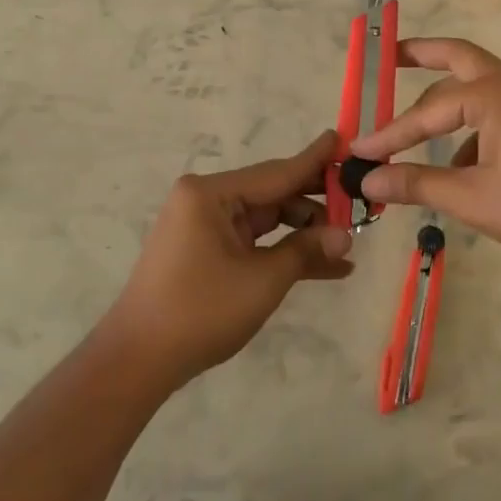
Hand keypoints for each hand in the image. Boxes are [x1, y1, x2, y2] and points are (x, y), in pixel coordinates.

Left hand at [105, 131, 354, 386]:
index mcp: (212, 193)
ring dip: (305, 233)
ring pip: (268, 219)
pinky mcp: (207, 250)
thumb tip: (346, 235)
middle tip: (361, 205)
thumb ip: (306, 250)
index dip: (317, 161)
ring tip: (349, 244)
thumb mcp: (263, 279)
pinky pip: (254, 241)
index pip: (278, 171)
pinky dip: (283, 251)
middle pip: (274, 193)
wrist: (139, 360)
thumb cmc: (201, 311)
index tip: (346, 140)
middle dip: (317, 204)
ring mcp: (205, 226)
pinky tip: (327, 266)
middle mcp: (206, 199)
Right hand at [350, 39, 500, 265]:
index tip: (358, 152)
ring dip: (445, 103)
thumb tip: (367, 180)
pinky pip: (494, 113)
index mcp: (492, 95)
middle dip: (421, 56)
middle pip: (457, 59)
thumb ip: (416, 183)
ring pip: (476, 87)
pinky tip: (459, 170)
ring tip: (414, 134)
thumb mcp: (470, 197)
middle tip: (389, 55)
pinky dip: (469, 130)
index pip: (426, 112)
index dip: (389, 134)